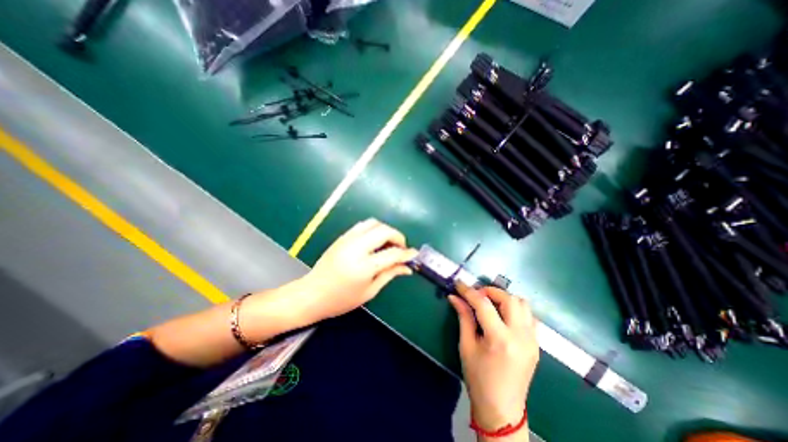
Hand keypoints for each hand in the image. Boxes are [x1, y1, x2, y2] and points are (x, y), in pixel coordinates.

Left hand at [285, 218, 413, 325]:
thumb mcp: (369, 291)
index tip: (414, 255)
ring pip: (373, 223)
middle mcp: (356, 248)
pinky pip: (362, 225)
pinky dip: (374, 229)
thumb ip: (390, 274)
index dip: (406, 253)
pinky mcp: (342, 237)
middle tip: (401, 248)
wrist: (312, 294)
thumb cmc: (341, 300)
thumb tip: (407, 267)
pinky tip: (375, 241)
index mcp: (364, 266)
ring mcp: (347, 239)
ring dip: (386, 230)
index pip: (392, 253)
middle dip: (398, 236)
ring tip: (389, 243)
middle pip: (384, 231)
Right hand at [449, 283, 541, 434]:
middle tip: (476, 295)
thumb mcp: (466, 346)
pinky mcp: (536, 344)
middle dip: (490, 291)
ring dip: (504, 298)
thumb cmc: (478, 378)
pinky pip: (529, 316)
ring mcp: (532, 340)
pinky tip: (503, 316)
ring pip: (523, 304)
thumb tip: (454, 296)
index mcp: (499, 339)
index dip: (469, 291)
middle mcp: (520, 336)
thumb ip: (463, 317)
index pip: (483, 304)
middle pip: (509, 299)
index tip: (459, 284)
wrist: (502, 409)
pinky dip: (515, 309)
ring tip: (490, 304)